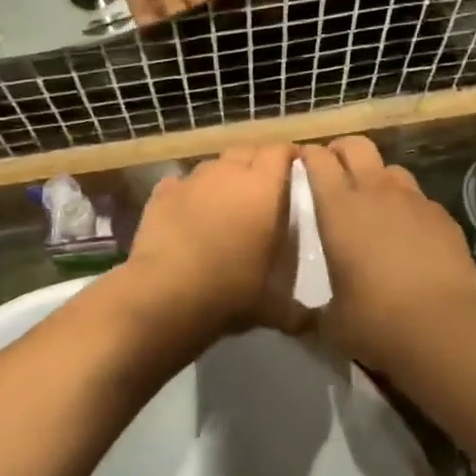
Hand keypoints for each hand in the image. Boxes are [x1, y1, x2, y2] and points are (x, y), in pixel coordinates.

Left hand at [120, 144, 308, 343]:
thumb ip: (296, 310)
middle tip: (263, 189)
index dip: (289, 157)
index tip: (296, 170)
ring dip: (223, 178)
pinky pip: (181, 184)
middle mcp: (228, 173)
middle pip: (247, 151)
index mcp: (263, 188)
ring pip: (214, 165)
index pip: (280, 151)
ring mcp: (192, 180)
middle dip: (257, 163)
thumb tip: (313, 325)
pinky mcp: (162, 193)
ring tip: (225, 203)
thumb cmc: (231, 292)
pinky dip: (189, 194)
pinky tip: (189, 215)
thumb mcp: (273, 306)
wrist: (166, 295)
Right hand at [299, 136, 475, 373]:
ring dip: (377, 177)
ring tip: (373, 202)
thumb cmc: (376, 321)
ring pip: (390, 168)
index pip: (318, 159)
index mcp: (338, 208)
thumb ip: (315, 310)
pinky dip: (407, 207)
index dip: (308, 156)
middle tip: (334, 169)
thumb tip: (308, 316)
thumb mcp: (331, 321)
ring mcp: (414, 200)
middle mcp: (375, 192)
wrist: (445, 329)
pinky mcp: (443, 217)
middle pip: (356, 146)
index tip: (301, 163)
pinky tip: (409, 234)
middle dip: (341, 150)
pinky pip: (419, 199)